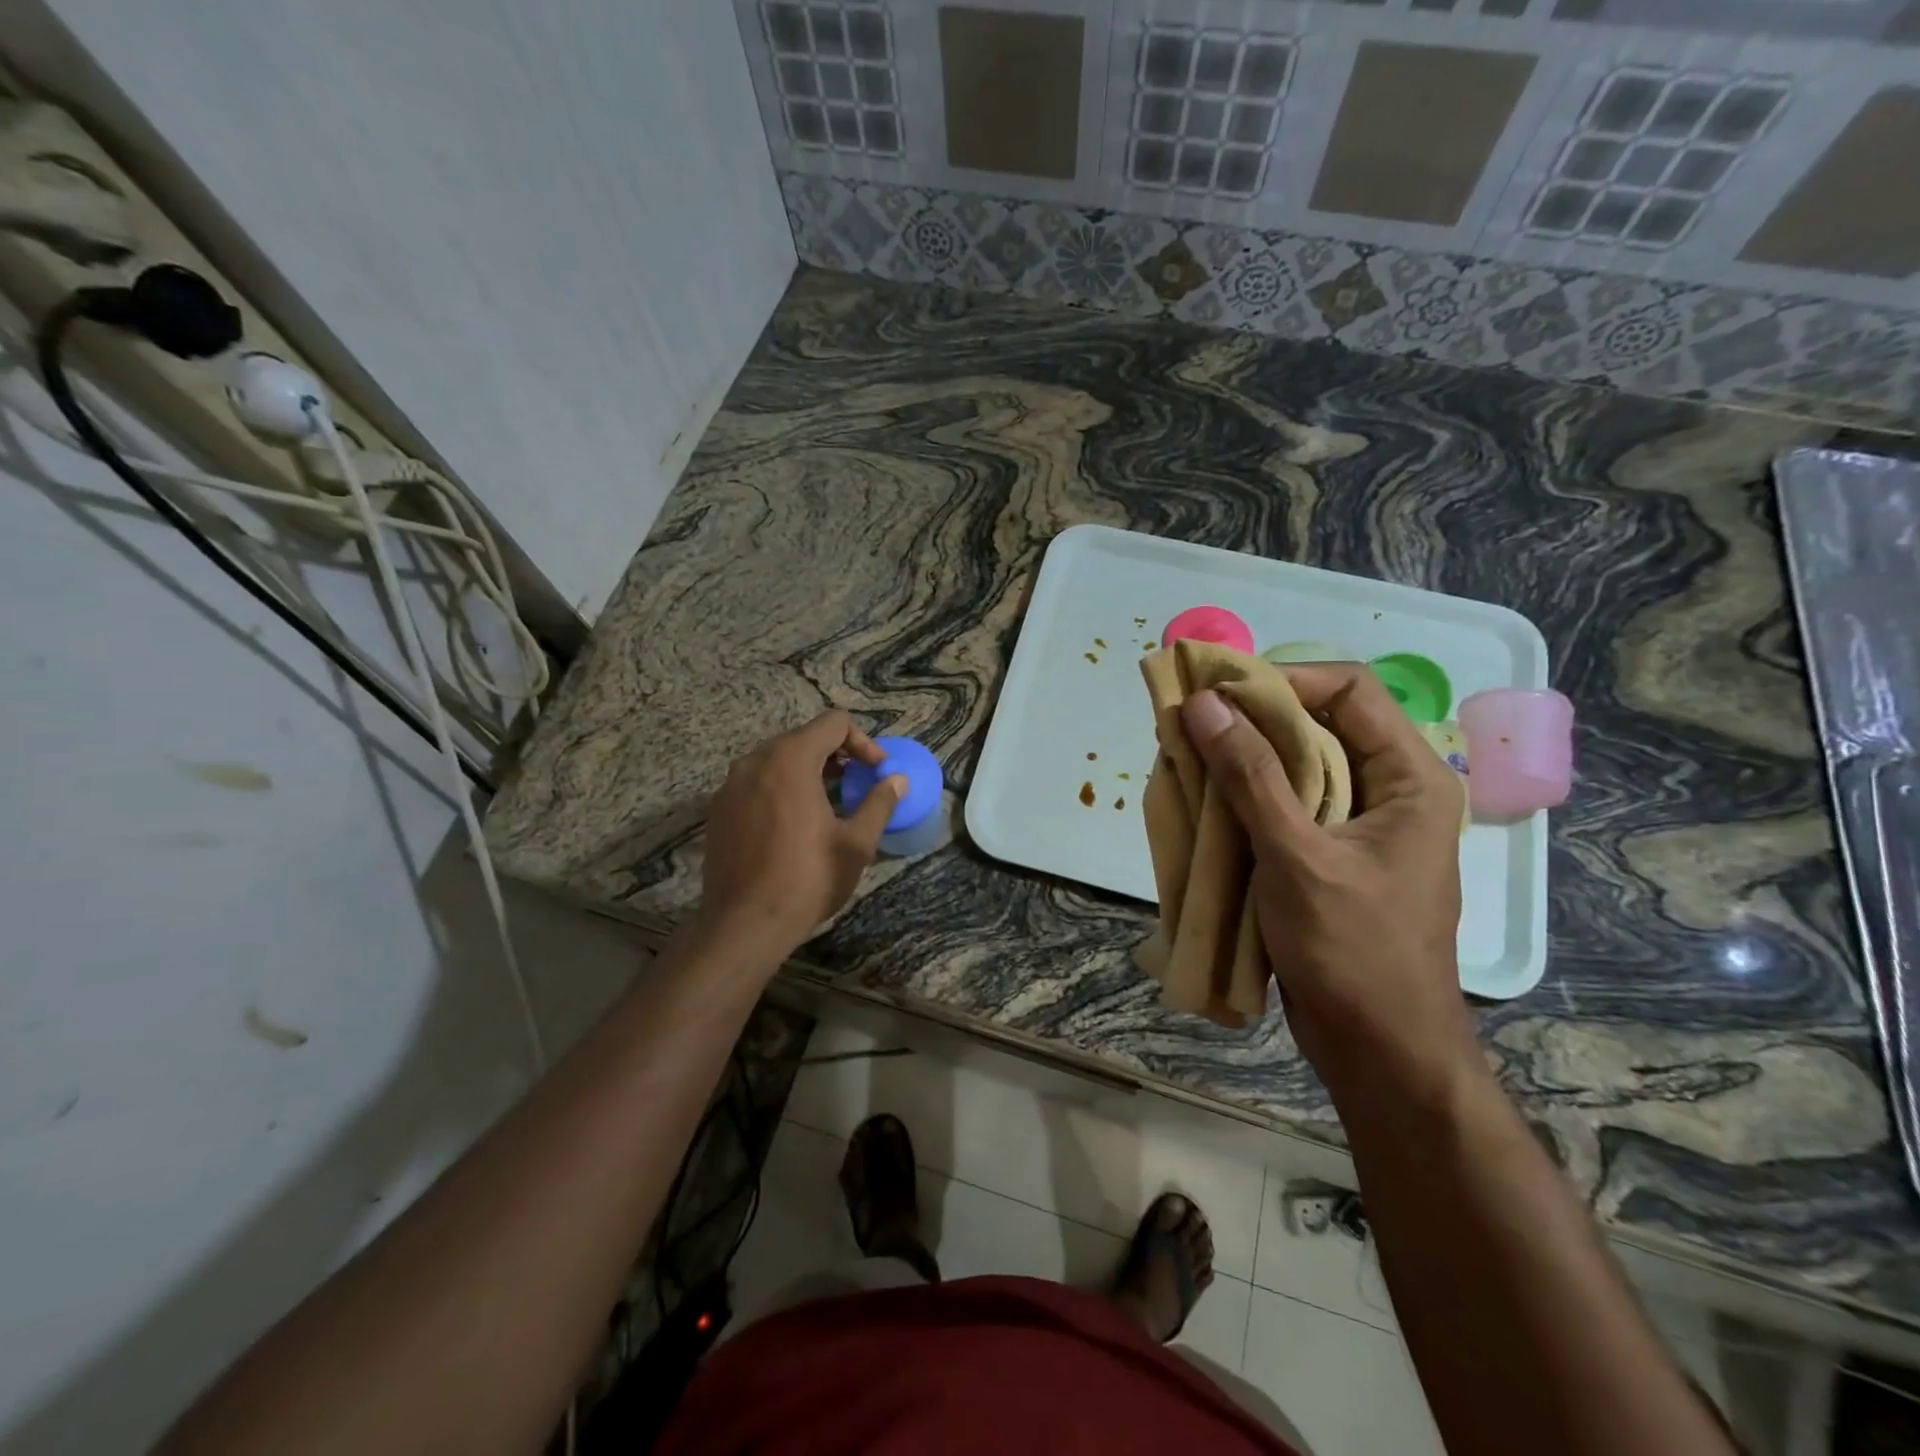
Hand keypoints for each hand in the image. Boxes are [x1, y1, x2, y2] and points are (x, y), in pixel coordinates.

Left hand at [699, 711, 905, 954]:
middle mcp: (755, 761)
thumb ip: (880, 803)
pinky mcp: (719, 809)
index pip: (833, 724)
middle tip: (858, 782)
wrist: (744, 924)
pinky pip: (756, 782)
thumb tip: (898, 780)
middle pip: (803, 737)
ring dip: (808, 769)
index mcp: (790, 760)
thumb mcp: (856, 843)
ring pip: (777, 759)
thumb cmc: (807, 879)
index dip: (863, 742)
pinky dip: (781, 787)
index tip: (877, 771)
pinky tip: (794, 821)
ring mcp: (731, 785)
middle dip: (836, 754)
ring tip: (829, 800)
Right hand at [1180, 665, 1475, 1099]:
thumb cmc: (1353, 951)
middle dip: (1251, 720)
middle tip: (1190, 724)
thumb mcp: (1297, 856)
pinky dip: (1243, 798)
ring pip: (1295, 766)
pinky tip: (1203, 804)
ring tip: (1187, 759)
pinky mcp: (1328, 855)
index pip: (1349, 690)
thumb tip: (1204, 704)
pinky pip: (1284, 805)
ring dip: (1241, 760)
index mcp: (1410, 778)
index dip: (1284, 680)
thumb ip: (1249, 776)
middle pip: (1318, 724)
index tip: (1219, 692)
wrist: (1378, 1050)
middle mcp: (1389, 790)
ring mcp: (1358, 825)